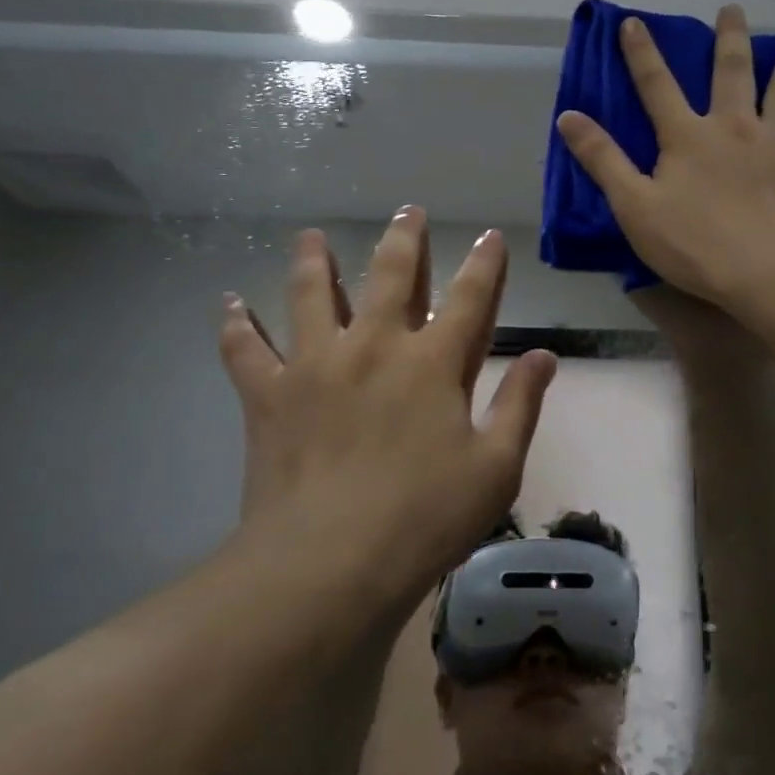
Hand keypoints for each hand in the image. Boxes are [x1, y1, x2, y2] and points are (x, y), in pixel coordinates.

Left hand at [218, 209, 556, 611]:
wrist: (328, 564)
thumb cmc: (424, 518)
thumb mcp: (495, 468)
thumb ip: (521, 404)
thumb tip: (546, 355)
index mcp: (433, 362)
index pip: (470, 297)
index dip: (484, 263)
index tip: (490, 236)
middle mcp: (374, 346)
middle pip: (390, 275)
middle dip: (404, 239)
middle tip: (408, 210)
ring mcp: (315, 365)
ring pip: (312, 294)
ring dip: (314, 260)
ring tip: (311, 236)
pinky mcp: (269, 395)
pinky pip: (246, 350)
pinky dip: (237, 326)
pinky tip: (229, 305)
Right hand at [558, 4, 774, 310]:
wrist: (768, 274)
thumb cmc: (695, 245)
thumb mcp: (633, 206)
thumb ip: (602, 160)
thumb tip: (568, 116)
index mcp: (688, 137)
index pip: (657, 86)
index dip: (641, 54)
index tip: (634, 23)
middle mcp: (735, 126)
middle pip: (732, 71)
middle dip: (729, 37)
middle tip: (733, 8)